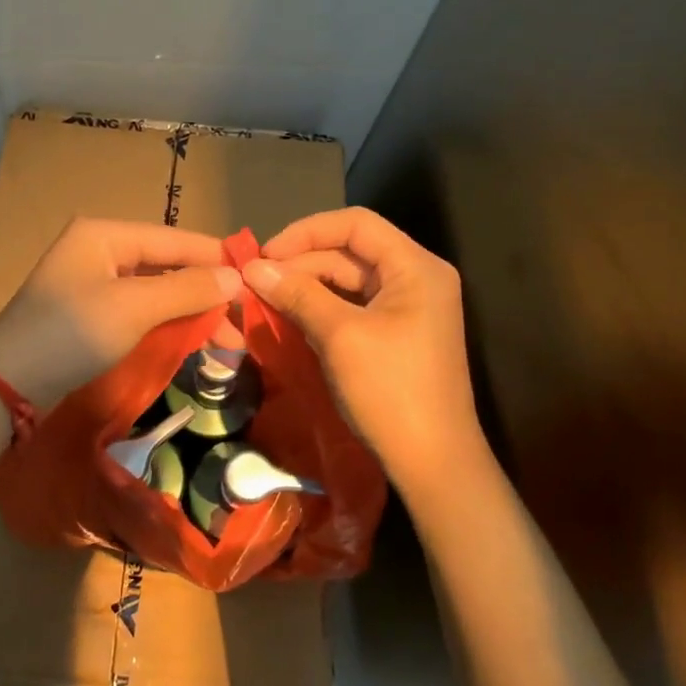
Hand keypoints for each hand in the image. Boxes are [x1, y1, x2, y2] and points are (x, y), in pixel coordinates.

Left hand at [0, 218, 241, 408]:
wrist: (8, 383)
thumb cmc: (72, 333)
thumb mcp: (134, 308)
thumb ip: (187, 290)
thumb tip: (235, 277)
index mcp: (105, 235)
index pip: (173, 239)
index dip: (214, 258)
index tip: (254, 279)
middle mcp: (98, 250)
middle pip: (165, 265)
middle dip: (204, 292)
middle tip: (241, 321)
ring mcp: (90, 283)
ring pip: (153, 290)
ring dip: (187, 311)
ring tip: (224, 339)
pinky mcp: (87, 314)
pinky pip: (137, 310)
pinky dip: (164, 323)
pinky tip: (189, 339)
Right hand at [243, 208, 482, 489]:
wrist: (432, 461)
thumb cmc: (390, 390)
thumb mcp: (340, 336)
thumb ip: (298, 294)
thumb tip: (253, 267)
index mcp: (415, 267)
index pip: (356, 224)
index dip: (306, 232)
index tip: (265, 255)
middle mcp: (417, 277)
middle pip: (351, 251)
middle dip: (301, 262)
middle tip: (256, 281)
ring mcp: (409, 307)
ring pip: (349, 279)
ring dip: (307, 285)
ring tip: (265, 298)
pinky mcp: (398, 332)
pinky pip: (354, 306)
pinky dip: (322, 307)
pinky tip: (290, 316)